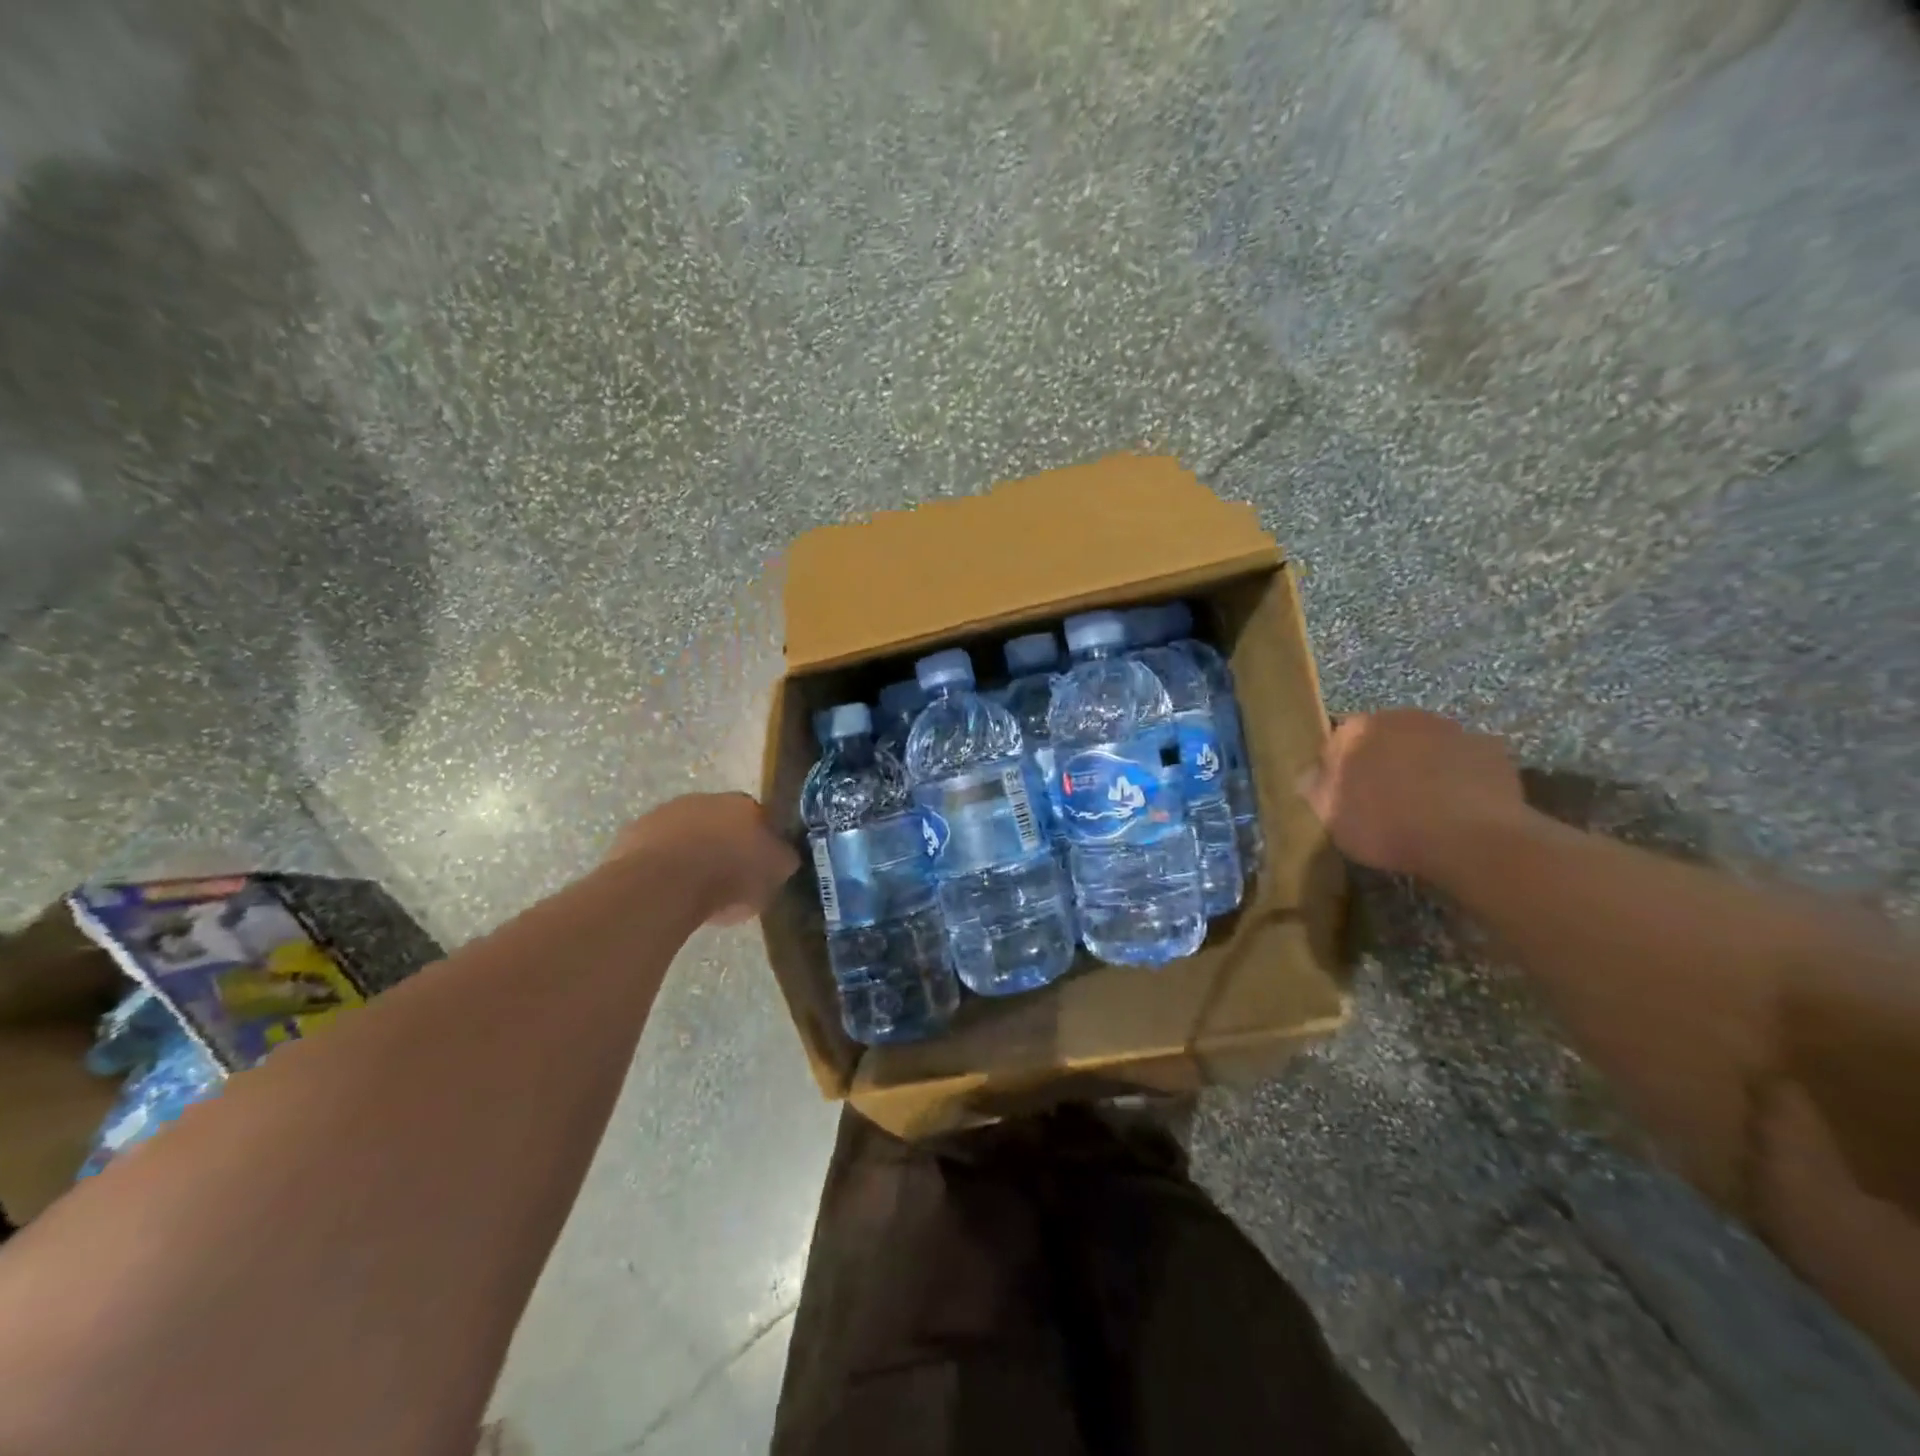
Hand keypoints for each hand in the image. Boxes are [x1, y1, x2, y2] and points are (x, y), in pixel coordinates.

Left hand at [608, 793, 798, 924]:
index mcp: (747, 805)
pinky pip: (657, 849)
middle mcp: (708, 799)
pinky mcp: (635, 831)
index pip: (761, 819)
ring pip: (687, 832)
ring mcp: (667, 812)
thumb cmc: (729, 877)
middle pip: (721, 822)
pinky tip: (666, 890)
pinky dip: (663, 864)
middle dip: (724, 844)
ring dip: (691, 852)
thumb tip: (783, 857)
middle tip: (725, 879)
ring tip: (692, 889)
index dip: (759, 844)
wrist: (664, 883)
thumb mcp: (774, 876)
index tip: (757, 869)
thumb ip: (782, 862)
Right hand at [1298, 710, 1527, 879]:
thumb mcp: (1330, 817)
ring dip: (1421, 764)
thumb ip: (1315, 787)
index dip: (1339, 766)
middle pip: (1384, 736)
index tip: (1344, 792)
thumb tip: (1310, 773)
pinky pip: (1464, 760)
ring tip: (1424, 803)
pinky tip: (1458, 806)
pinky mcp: (1491, 749)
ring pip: (1425, 744)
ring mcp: (1450, 729)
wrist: (1470, 839)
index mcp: (1356, 730)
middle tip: (1383, 797)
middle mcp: (1401, 717)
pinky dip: (1459, 775)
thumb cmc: (1386, 826)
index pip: (1337, 739)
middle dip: (1382, 758)